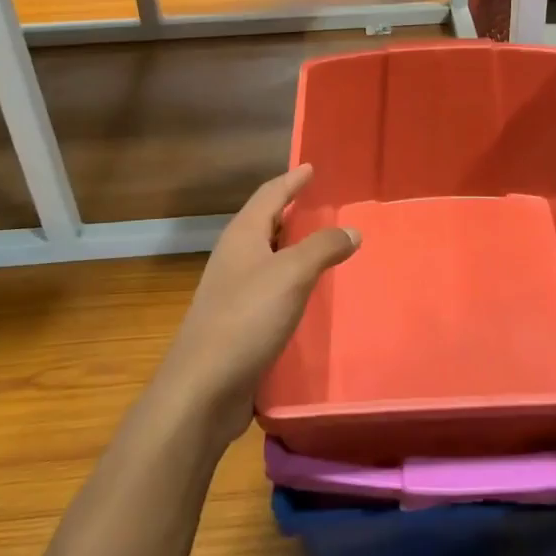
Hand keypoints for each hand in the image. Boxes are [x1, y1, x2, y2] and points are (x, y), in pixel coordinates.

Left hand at [157, 166, 359, 448]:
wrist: (203, 388)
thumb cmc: (246, 319)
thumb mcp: (292, 275)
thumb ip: (323, 248)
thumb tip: (352, 230)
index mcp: (242, 236)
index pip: (269, 195)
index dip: (291, 180)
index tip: (311, 167)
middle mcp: (234, 257)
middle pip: (264, 222)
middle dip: (291, 209)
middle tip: (321, 202)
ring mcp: (232, 291)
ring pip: (267, 255)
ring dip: (292, 245)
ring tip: (321, 242)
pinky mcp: (238, 322)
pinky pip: (270, 286)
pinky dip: (290, 278)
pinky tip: (308, 291)